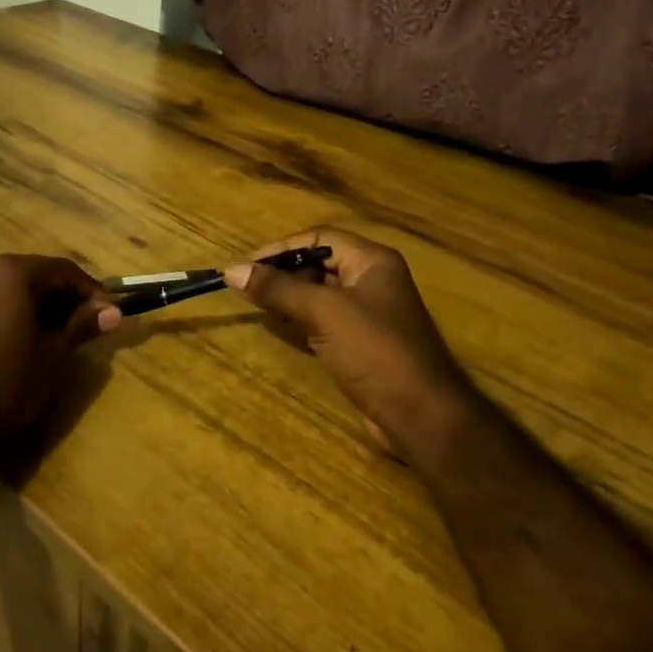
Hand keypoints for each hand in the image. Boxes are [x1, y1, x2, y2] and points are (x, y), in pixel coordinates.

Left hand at [0, 255, 121, 447]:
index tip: (109, 315)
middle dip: (67, 298)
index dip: (91, 291)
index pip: (64, 270)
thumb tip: (114, 312)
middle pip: (39, 275)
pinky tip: (29, 342)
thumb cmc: (6, 380)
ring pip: (17, 289)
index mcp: (14, 272)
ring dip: (43, 307)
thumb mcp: (54, 354)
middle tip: (88, 327)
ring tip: (61, 338)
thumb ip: (83, 326)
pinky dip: (18, 314)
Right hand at [224, 228, 481, 459]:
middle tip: (247, 288)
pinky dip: (302, 321)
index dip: (282, 248)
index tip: (247, 265)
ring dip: (290, 298)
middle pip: (320, 264)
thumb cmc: (374, 350)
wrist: (420, 413)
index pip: (320, 238)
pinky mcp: (364, 344)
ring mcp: (371, 314)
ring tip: (257, 307)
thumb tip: (231, 270)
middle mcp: (373, 280)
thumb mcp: (323, 312)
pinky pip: (327, 321)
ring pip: (321, 295)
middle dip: (284, 274)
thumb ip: (278, 289)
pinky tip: (281, 328)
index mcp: (372, 261)